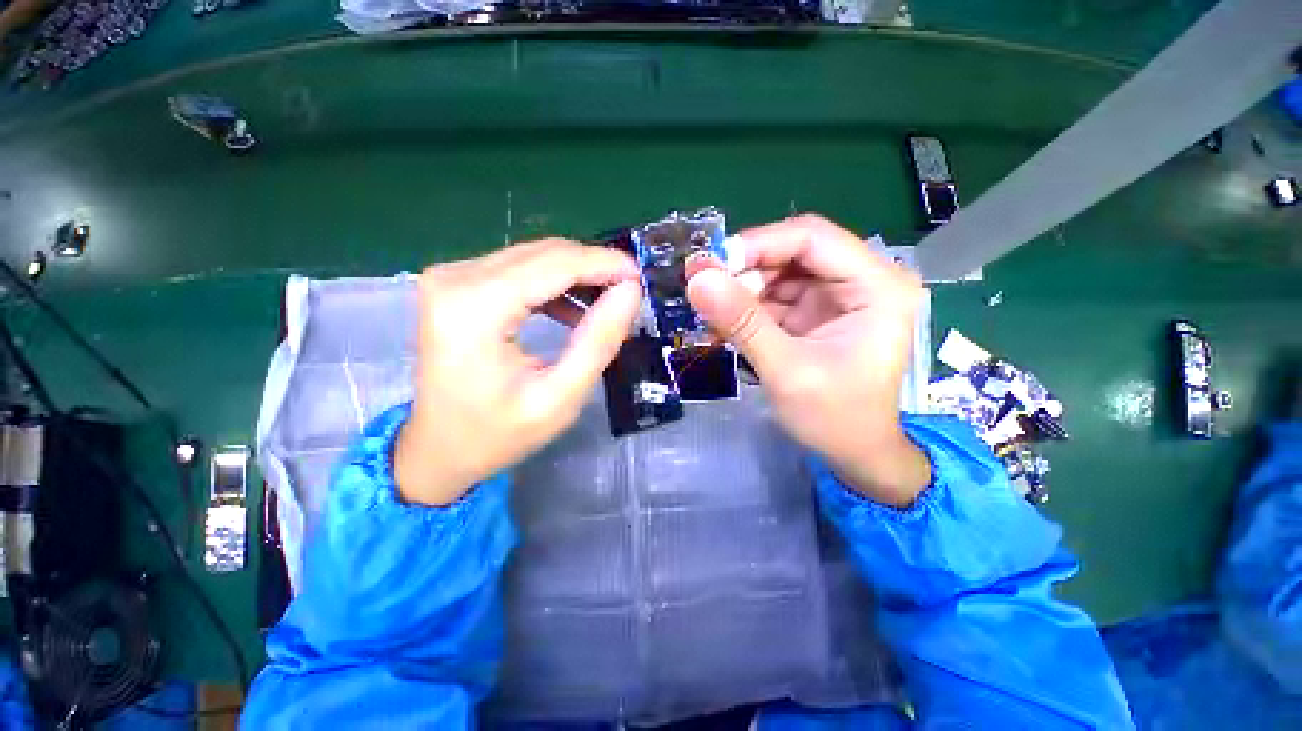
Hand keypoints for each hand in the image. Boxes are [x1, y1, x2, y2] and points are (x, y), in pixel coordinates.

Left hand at [395, 239, 641, 505]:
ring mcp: (451, 277)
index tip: (640, 275)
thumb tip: (630, 291)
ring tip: (608, 301)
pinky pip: (518, 269)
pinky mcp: (457, 283)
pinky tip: (573, 310)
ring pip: (534, 256)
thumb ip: (598, 341)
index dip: (603, 264)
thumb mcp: (560, 398)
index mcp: (473, 308)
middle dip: (593, 267)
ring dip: (576, 275)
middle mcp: (455, 278)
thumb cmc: (497, 434)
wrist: (437, 449)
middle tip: (630, 291)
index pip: (553, 264)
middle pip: (543, 254)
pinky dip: (553, 284)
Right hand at [687, 215, 930, 506]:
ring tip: (711, 312)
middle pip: (794, 251)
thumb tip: (698, 279)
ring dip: (742, 290)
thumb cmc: (835, 418)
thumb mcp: (787, 371)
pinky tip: (726, 323)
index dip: (758, 244)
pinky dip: (748, 307)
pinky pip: (776, 296)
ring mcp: (837, 296)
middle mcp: (862, 280)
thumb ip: (743, 323)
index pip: (812, 238)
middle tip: (703, 287)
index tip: (711, 264)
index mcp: (877, 286)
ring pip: (780, 272)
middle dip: (746, 269)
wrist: (855, 453)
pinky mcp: (817, 312)